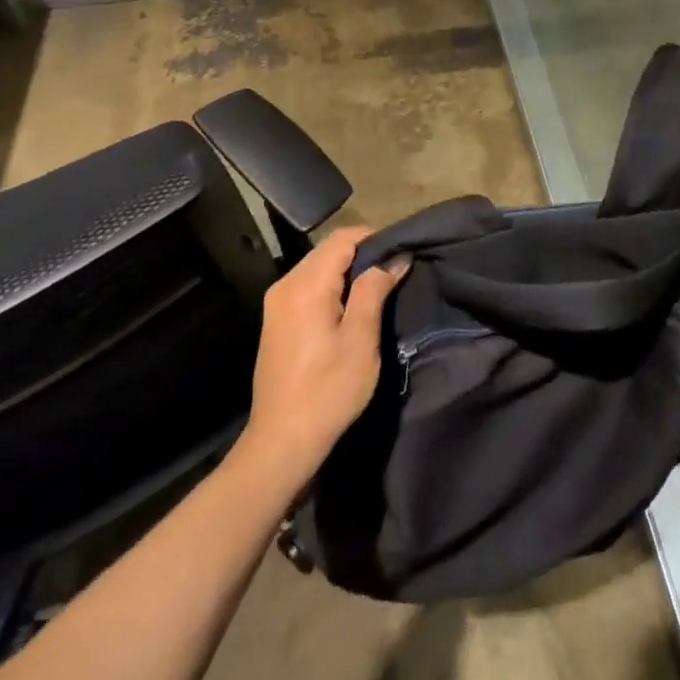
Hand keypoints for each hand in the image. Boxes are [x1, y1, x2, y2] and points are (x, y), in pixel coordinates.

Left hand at [243, 226, 408, 483]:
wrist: (282, 440)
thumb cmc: (329, 389)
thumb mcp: (361, 338)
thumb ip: (375, 289)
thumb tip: (394, 258)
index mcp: (305, 284)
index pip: (343, 238)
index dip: (375, 238)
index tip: (402, 252)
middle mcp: (286, 284)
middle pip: (328, 250)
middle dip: (363, 254)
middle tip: (396, 271)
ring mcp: (277, 303)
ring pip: (318, 268)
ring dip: (348, 272)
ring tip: (379, 289)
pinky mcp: (276, 320)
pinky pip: (308, 286)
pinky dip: (332, 287)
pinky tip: (352, 307)